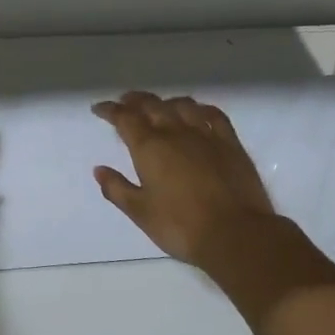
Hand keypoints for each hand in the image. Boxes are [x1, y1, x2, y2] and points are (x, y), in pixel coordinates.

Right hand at [91, 91, 278, 266]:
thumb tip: (99, 170)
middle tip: (125, 101)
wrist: (235, 234)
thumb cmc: (181, 226)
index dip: (110, 110)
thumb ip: (117, 188)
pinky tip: (198, 112)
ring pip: (182, 105)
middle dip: (135, 100)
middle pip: (152, 105)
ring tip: (159, 106)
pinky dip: (201, 108)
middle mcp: (175, 132)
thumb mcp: (140, 212)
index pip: (125, 118)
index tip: (99, 108)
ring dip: (166, 102)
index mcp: (149, 147)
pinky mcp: (231, 143)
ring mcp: (205, 135)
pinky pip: (214, 115)